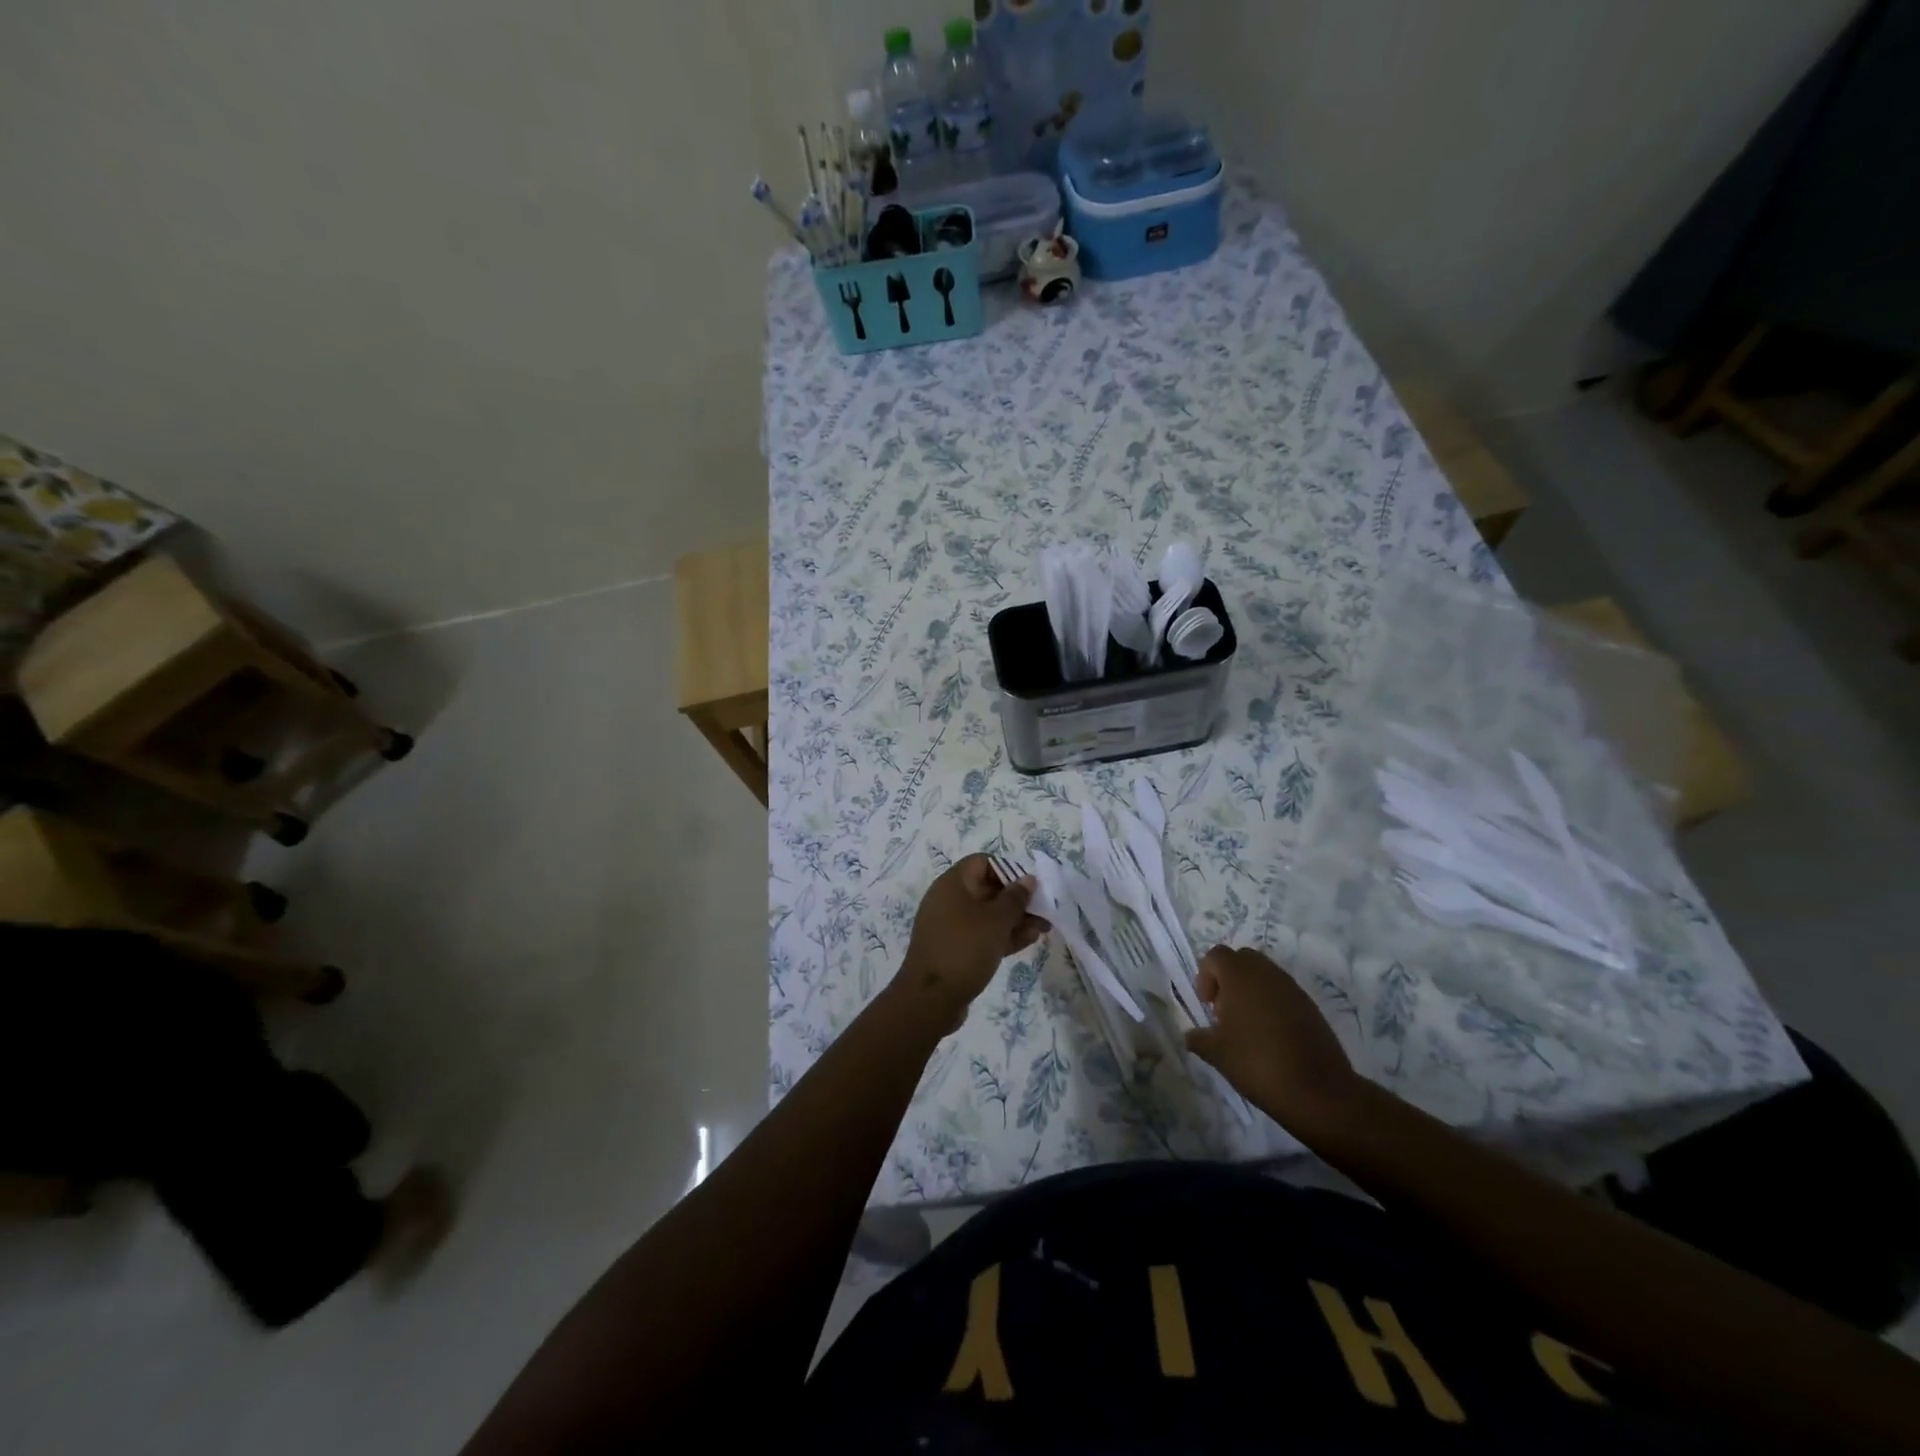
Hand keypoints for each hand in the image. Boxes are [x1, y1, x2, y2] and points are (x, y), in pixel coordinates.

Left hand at [898, 856, 1047, 1028]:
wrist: (930, 999)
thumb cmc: (964, 949)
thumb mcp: (996, 921)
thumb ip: (1015, 898)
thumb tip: (1028, 879)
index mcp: (952, 884)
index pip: (982, 862)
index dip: (1008, 870)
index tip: (1029, 887)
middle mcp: (948, 900)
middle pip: (987, 889)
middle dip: (1017, 899)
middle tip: (1044, 911)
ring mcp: (950, 926)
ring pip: (987, 915)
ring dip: (1014, 919)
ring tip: (1043, 928)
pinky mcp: (954, 949)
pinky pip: (981, 934)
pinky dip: (1002, 935)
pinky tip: (1028, 941)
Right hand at [1184, 945, 1361, 1130]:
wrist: (1319, 1091)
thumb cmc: (1258, 1064)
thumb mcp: (1218, 1054)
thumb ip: (1199, 1039)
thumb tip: (1190, 1035)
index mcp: (1240, 976)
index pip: (1216, 955)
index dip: (1205, 976)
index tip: (1207, 1005)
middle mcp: (1267, 973)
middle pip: (1242, 959)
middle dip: (1228, 978)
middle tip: (1225, 1010)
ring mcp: (1292, 988)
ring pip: (1265, 974)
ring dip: (1251, 990)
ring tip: (1247, 1026)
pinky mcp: (1311, 1006)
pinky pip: (1283, 992)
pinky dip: (1272, 1004)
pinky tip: (1271, 1036)